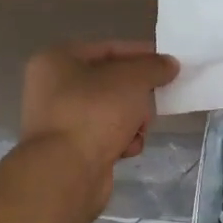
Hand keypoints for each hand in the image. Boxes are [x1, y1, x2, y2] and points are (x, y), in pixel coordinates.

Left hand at [20, 41, 179, 215]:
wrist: (66, 172)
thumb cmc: (94, 113)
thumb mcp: (131, 80)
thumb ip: (153, 67)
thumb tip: (169, 64)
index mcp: (57, 60)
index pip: (108, 49)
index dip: (141, 54)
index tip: (169, 64)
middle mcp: (53, 88)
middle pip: (111, 83)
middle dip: (137, 94)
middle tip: (158, 100)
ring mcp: (60, 121)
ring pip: (111, 111)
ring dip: (133, 120)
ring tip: (139, 129)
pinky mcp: (71, 150)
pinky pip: (105, 136)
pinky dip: (121, 141)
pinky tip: (127, 149)